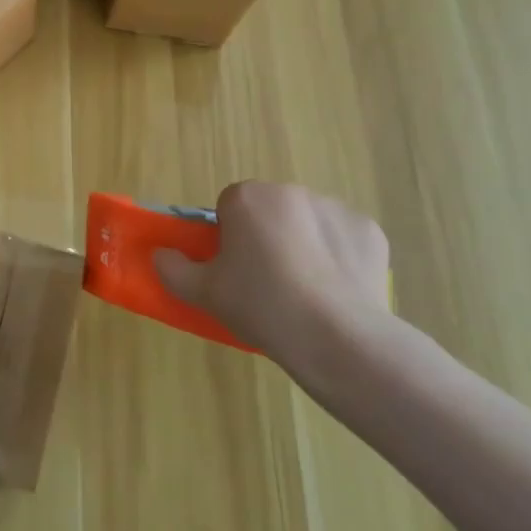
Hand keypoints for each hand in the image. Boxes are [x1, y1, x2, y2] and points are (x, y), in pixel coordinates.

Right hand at [154, 182, 389, 387]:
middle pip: (270, 211)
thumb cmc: (261, 306)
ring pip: (307, 222)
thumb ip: (173, 269)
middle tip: (267, 282)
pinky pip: (343, 239)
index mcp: (247, 198)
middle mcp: (289, 192)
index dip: (230, 237)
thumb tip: (160, 254)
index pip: (229, 206)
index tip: (235, 269)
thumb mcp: (204, 293)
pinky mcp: (369, 231)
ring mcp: (334, 208)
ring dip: (303, 244)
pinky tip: (337, 291)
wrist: (337, 338)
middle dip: (268, 236)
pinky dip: (339, 257)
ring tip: (306, 292)